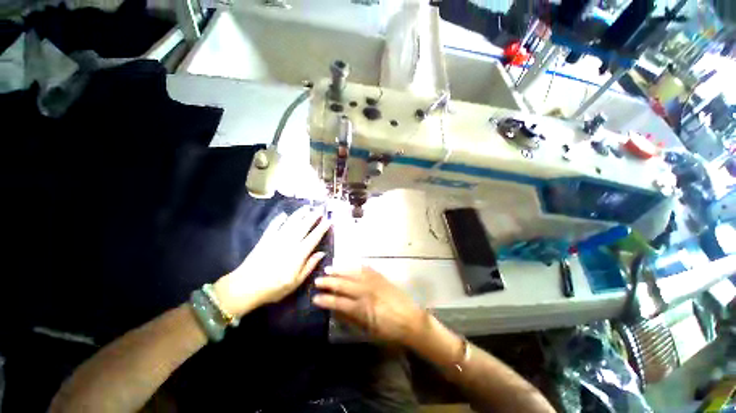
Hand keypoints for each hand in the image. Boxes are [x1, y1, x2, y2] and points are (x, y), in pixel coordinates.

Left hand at [214, 206, 330, 316]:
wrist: (244, 288)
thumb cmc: (273, 288)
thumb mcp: (296, 282)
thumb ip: (309, 266)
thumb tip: (322, 253)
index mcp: (298, 254)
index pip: (313, 238)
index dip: (322, 228)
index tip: (329, 220)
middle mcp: (289, 243)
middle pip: (303, 226)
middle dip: (313, 217)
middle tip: (320, 210)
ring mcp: (276, 240)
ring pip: (290, 223)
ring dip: (299, 214)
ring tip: (306, 207)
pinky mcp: (265, 240)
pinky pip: (273, 226)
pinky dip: (279, 220)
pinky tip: (283, 215)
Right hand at [313, 265, 426, 344]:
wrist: (411, 320)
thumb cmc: (389, 330)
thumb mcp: (368, 330)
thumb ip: (351, 319)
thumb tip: (336, 310)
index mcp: (362, 308)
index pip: (339, 302)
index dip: (326, 300)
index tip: (315, 298)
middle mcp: (366, 291)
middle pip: (344, 284)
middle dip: (329, 282)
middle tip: (317, 280)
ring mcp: (374, 282)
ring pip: (353, 273)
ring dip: (340, 270)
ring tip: (329, 268)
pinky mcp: (381, 277)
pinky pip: (367, 268)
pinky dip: (356, 266)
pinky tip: (350, 264)